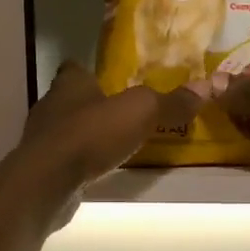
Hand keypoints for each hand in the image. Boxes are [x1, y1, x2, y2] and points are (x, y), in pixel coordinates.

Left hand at [10, 62, 200, 201]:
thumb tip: (208, 86)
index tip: (113, 80)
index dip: (93, 72)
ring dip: (87, 135)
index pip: (76, 68)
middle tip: (123, 113)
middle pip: (73, 99)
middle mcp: (51, 106)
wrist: (47, 182)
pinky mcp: (41, 168)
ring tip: (115, 143)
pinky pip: (65, 158)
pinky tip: (97, 169)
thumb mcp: (140, 112)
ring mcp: (42, 139)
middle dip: (95, 105)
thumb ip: (171, 101)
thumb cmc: (90, 135)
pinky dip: (80, 161)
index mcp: (69, 83)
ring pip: (68, 129)